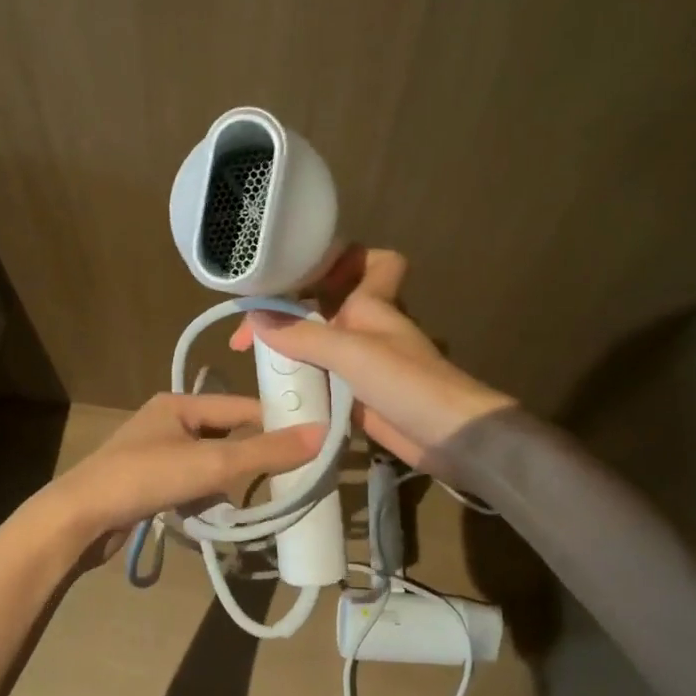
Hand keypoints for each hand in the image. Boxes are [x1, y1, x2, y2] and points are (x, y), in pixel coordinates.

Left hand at [45, 393, 324, 547]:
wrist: (78, 519)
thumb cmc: (145, 478)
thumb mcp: (212, 464)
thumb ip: (265, 452)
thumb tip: (322, 434)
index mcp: (178, 404)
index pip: (241, 407)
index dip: (276, 422)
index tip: (310, 442)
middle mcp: (166, 422)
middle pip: (226, 436)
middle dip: (252, 458)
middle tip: (287, 478)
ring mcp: (153, 453)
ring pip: (209, 463)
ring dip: (228, 482)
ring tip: (247, 501)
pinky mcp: (146, 482)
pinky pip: (190, 483)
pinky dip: (205, 497)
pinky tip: (212, 514)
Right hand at [229, 247, 511, 466]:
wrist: (449, 437)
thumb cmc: (407, 382)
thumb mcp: (350, 351)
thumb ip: (301, 333)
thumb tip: (253, 316)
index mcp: (370, 302)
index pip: (363, 259)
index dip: (335, 258)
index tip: (292, 273)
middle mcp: (364, 325)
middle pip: (324, 304)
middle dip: (288, 309)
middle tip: (245, 334)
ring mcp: (360, 361)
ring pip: (317, 341)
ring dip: (288, 346)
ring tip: (247, 358)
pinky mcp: (356, 393)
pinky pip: (319, 376)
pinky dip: (298, 378)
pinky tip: (271, 389)